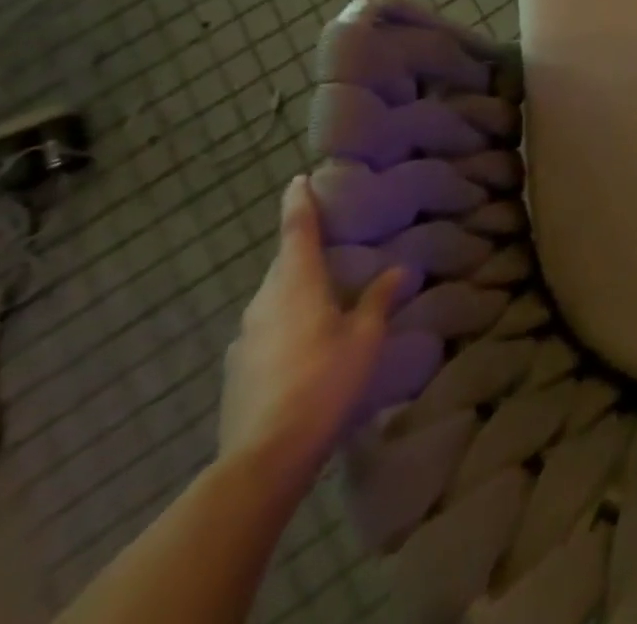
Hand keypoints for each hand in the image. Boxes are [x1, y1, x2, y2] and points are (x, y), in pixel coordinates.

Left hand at [219, 177, 402, 492]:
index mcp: (296, 283)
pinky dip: (285, 322)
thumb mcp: (365, 337)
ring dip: (295, 289)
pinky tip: (305, 343)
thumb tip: (399, 270)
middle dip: (303, 250)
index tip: (298, 180)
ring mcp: (244, 337)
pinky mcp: (237, 369)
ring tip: (323, 295)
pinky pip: (266, 328)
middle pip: (284, 263)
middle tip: (330, 242)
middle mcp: (264, 301)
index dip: (299, 202)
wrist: (264, 457)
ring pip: (273, 297)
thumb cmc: (323, 381)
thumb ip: (379, 299)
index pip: (296, 229)